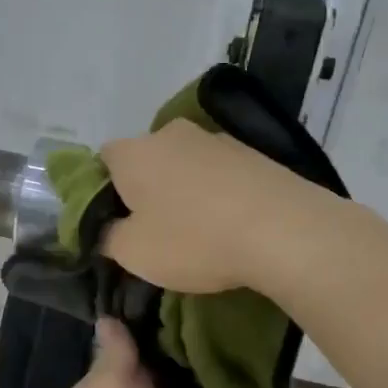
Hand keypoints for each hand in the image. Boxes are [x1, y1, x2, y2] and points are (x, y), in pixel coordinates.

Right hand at [97, 120, 326, 294]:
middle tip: (155, 229)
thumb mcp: (134, 253)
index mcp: (134, 152)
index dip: (103, 190)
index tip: (115, 222)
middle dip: (146, 189)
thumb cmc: (195, 240)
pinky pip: (219, 172)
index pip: (102, 159)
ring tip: (199, 230)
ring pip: (185, 164)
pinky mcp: (253, 152)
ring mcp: (216, 139)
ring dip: (184, 190)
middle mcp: (171, 134)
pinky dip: (217, 192)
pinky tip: (230, 223)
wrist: (285, 230)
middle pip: (146, 159)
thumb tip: (104, 228)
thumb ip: (107, 237)